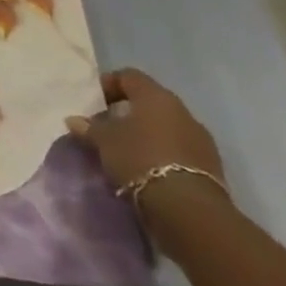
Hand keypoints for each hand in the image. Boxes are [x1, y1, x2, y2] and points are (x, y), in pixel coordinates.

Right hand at [67, 69, 226, 214]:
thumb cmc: (140, 159)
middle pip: (151, 102)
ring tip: (128, 151)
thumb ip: (89, 128)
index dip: (109, 84)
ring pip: (167, 127)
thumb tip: (74, 120)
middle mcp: (182, 111)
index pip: (129, 76)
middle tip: (108, 126)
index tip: (95, 102)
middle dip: (128, 111)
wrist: (189, 208)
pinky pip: (180, 149)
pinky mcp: (211, 165)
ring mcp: (201, 139)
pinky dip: (163, 152)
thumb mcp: (104, 142)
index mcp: (156, 97)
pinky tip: (148, 168)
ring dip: (148, 134)